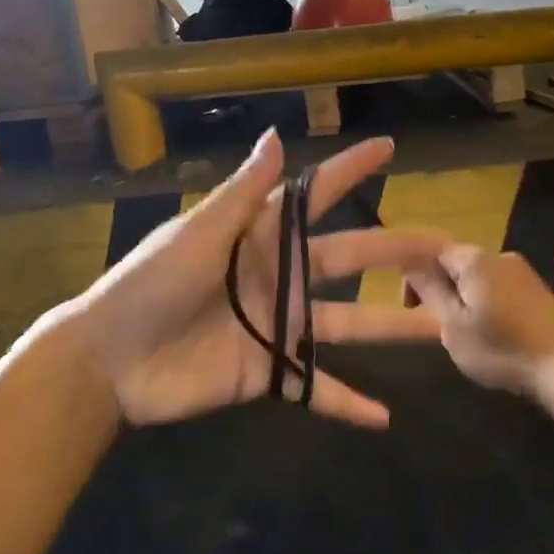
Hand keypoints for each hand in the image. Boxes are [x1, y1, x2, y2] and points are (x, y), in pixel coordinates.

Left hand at [65, 131, 442, 428]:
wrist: (108, 360)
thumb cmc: (150, 283)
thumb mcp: (197, 233)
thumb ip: (241, 192)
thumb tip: (276, 135)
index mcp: (262, 236)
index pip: (315, 196)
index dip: (350, 171)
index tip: (387, 150)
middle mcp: (280, 275)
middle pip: (350, 260)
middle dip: (396, 252)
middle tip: (445, 249)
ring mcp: (278, 326)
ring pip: (347, 324)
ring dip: (391, 328)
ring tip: (439, 330)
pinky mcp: (267, 372)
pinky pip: (314, 387)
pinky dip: (346, 402)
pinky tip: (383, 418)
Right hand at [403, 244, 553, 401]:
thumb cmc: (502, 349)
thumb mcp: (454, 326)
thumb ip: (430, 290)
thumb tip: (409, 262)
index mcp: (475, 259)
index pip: (432, 250)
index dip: (414, 275)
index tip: (410, 306)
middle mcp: (499, 255)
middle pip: (456, 262)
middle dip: (440, 288)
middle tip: (437, 325)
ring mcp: (523, 272)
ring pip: (478, 277)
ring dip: (464, 298)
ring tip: (465, 334)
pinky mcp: (538, 290)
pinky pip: (500, 288)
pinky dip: (487, 304)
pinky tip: (493, 335)